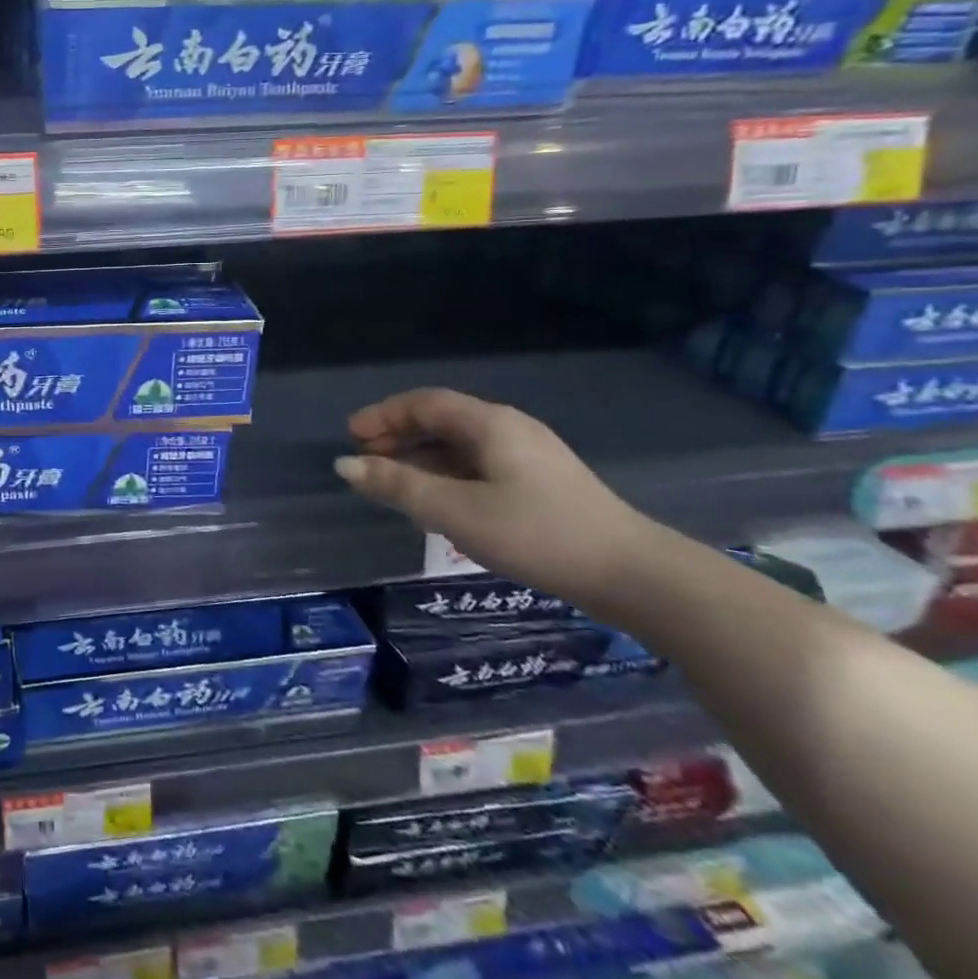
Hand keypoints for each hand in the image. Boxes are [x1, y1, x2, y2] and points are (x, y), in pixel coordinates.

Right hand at [334, 388, 655, 607]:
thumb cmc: (535, 533)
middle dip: (398, 436)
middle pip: (441, 421)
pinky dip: (446, 476)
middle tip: (366, 460)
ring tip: (393, 485)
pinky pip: (478, 466)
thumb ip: (397, 485)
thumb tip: (344, 465)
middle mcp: (508, 429)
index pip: (424, 403)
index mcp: (489, 424)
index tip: (351, 437)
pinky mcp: (540, 484)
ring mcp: (529, 457)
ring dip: (420, 459)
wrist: (633, 575)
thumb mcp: (455, 510)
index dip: (382, 415)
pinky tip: (437, 505)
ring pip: (459, 446)